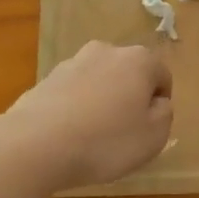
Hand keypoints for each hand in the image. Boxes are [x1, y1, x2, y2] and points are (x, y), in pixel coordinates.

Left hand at [6, 41, 173, 190]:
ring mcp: (71, 63)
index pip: (162, 76)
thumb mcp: (154, 136)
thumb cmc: (106, 141)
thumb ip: (164, 114)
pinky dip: (75, 109)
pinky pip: (72, 94)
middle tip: (124, 131)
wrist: (34, 146)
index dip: (160, 104)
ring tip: (93, 137)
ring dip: (101, 102)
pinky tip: (69, 137)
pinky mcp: (43, 81)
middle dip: (130, 97)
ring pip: (99, 82)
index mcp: (139, 60)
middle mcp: (106, 52)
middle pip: (129, 74)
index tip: (149, 128)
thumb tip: (156, 102)